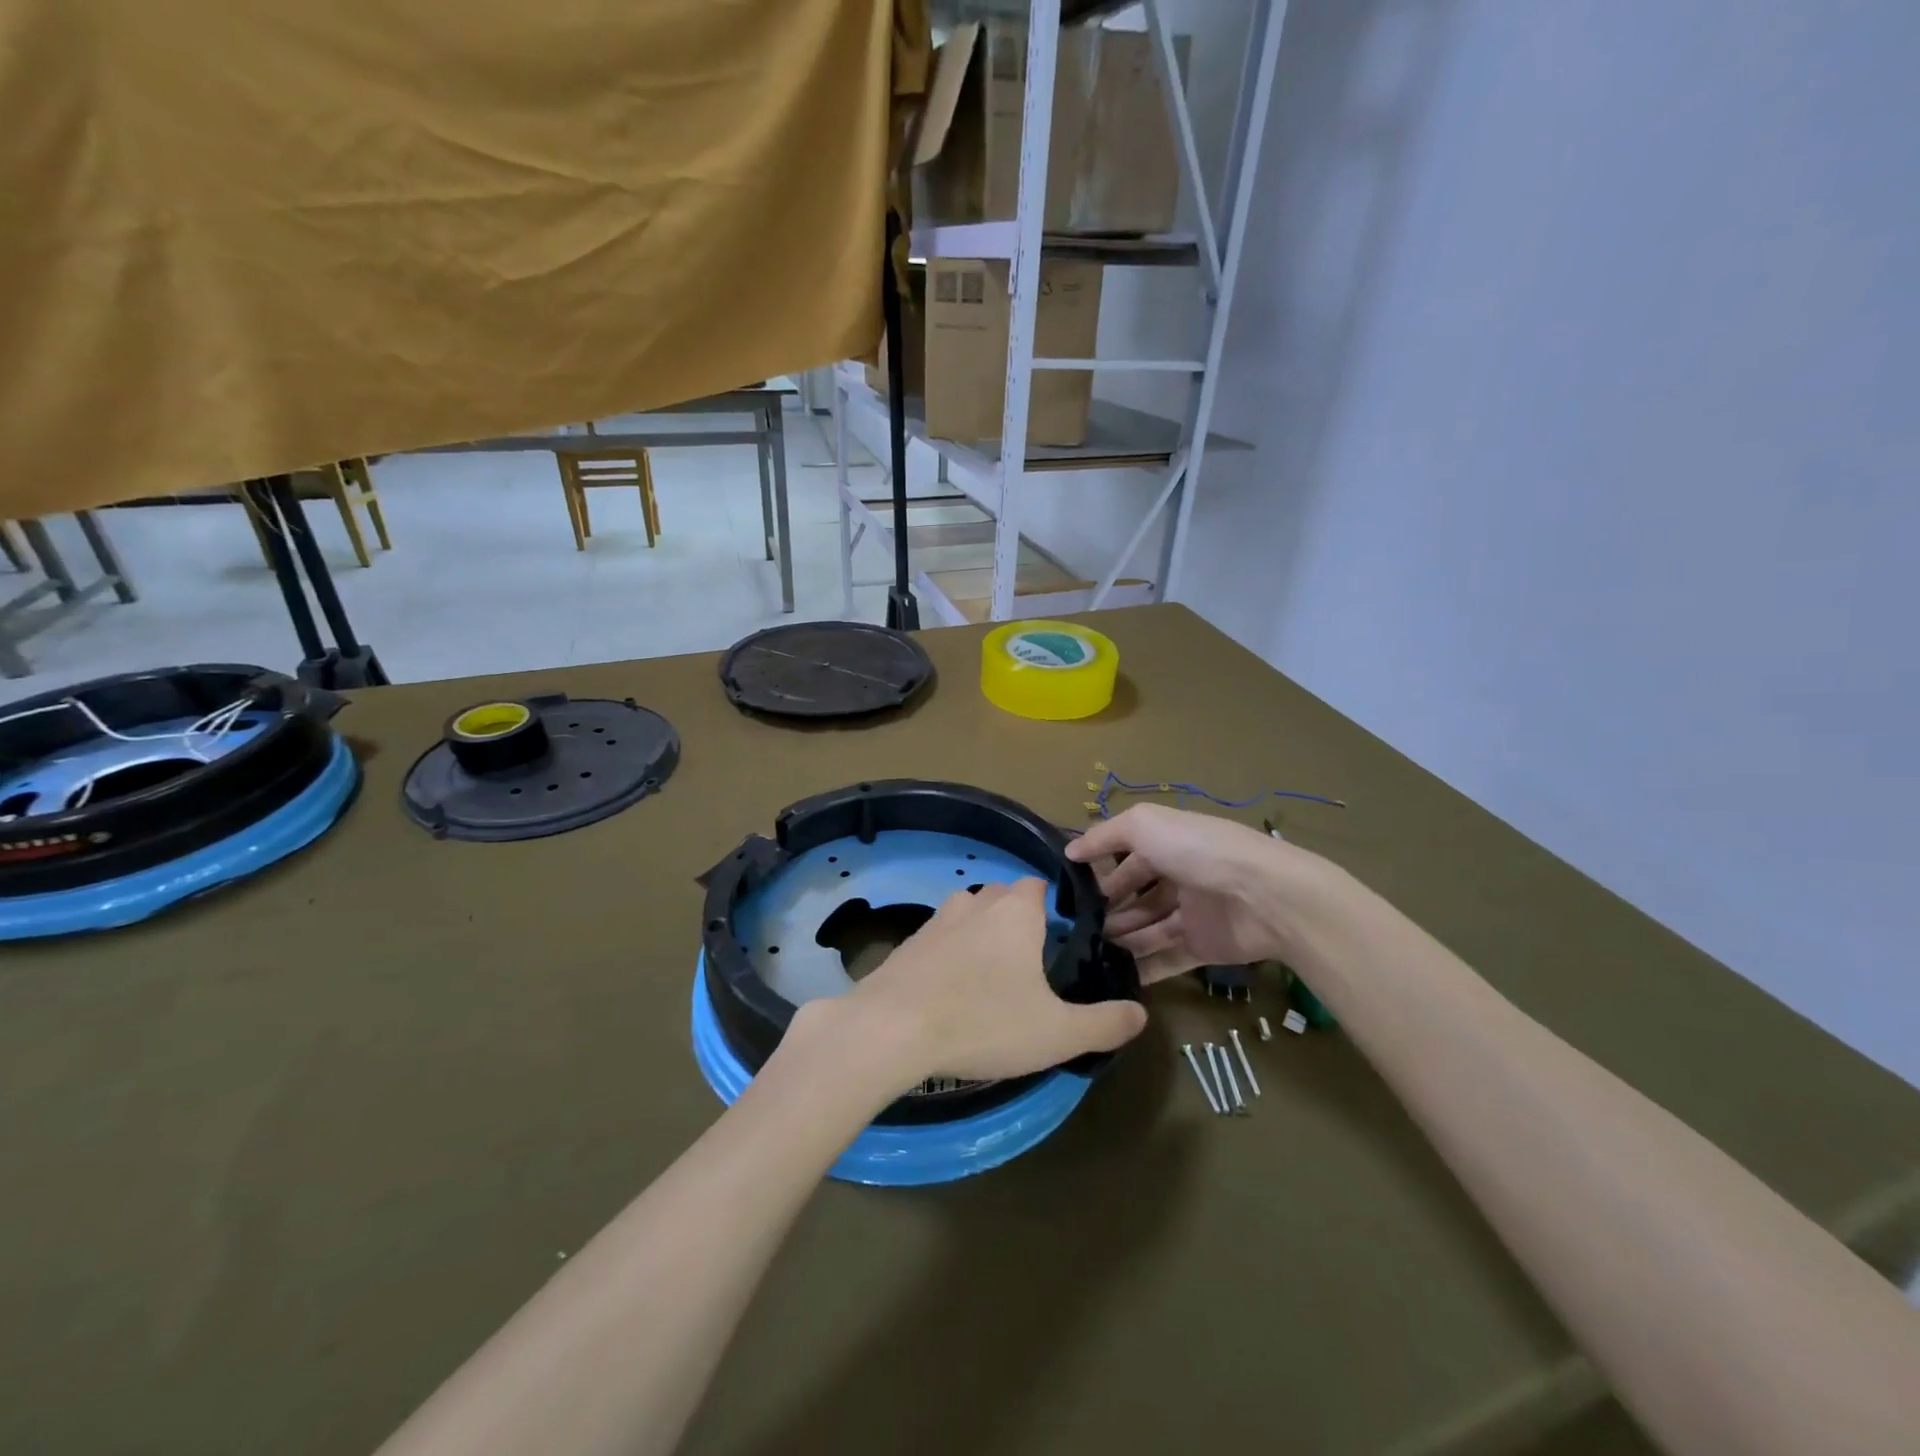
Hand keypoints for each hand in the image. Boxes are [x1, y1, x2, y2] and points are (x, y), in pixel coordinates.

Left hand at [833, 878, 1146, 1088]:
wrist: (891, 1028)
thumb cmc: (984, 1021)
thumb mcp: (1056, 1033)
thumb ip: (1104, 1023)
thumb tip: (1141, 1014)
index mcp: (1016, 910)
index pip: (1039, 885)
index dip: (1053, 906)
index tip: (1062, 938)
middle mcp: (976, 902)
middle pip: (1004, 897)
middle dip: (1019, 920)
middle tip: (1032, 964)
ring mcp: (937, 919)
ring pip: (969, 914)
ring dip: (982, 934)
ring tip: (993, 977)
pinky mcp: (908, 942)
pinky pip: (940, 938)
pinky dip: (951, 954)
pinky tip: (953, 990)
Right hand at [1067, 804, 1317, 983]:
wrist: (1264, 896)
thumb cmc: (1199, 851)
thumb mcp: (1144, 825)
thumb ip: (1104, 836)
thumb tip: (1070, 851)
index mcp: (1168, 844)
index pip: (1127, 858)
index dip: (1101, 873)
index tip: (1072, 893)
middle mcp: (1179, 876)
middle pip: (1136, 896)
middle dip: (1108, 910)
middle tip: (1075, 929)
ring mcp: (1192, 914)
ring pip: (1148, 929)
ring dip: (1120, 940)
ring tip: (1088, 952)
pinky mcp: (1203, 947)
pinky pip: (1167, 959)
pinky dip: (1143, 968)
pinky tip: (1114, 978)